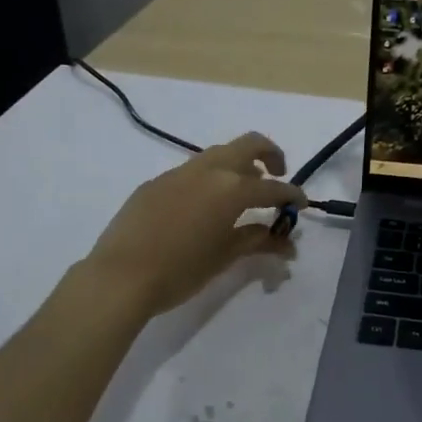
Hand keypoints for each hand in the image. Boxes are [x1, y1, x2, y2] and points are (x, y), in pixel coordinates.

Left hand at [84, 133, 305, 316]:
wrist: (119, 276)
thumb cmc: (180, 271)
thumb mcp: (224, 257)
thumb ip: (256, 241)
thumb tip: (285, 241)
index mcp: (231, 189)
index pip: (273, 187)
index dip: (292, 195)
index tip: (302, 204)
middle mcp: (208, 170)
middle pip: (249, 145)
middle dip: (270, 156)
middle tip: (277, 177)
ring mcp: (178, 173)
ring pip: (218, 154)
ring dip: (238, 166)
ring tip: (242, 194)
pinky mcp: (155, 183)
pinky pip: (192, 171)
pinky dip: (210, 179)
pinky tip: (203, 208)